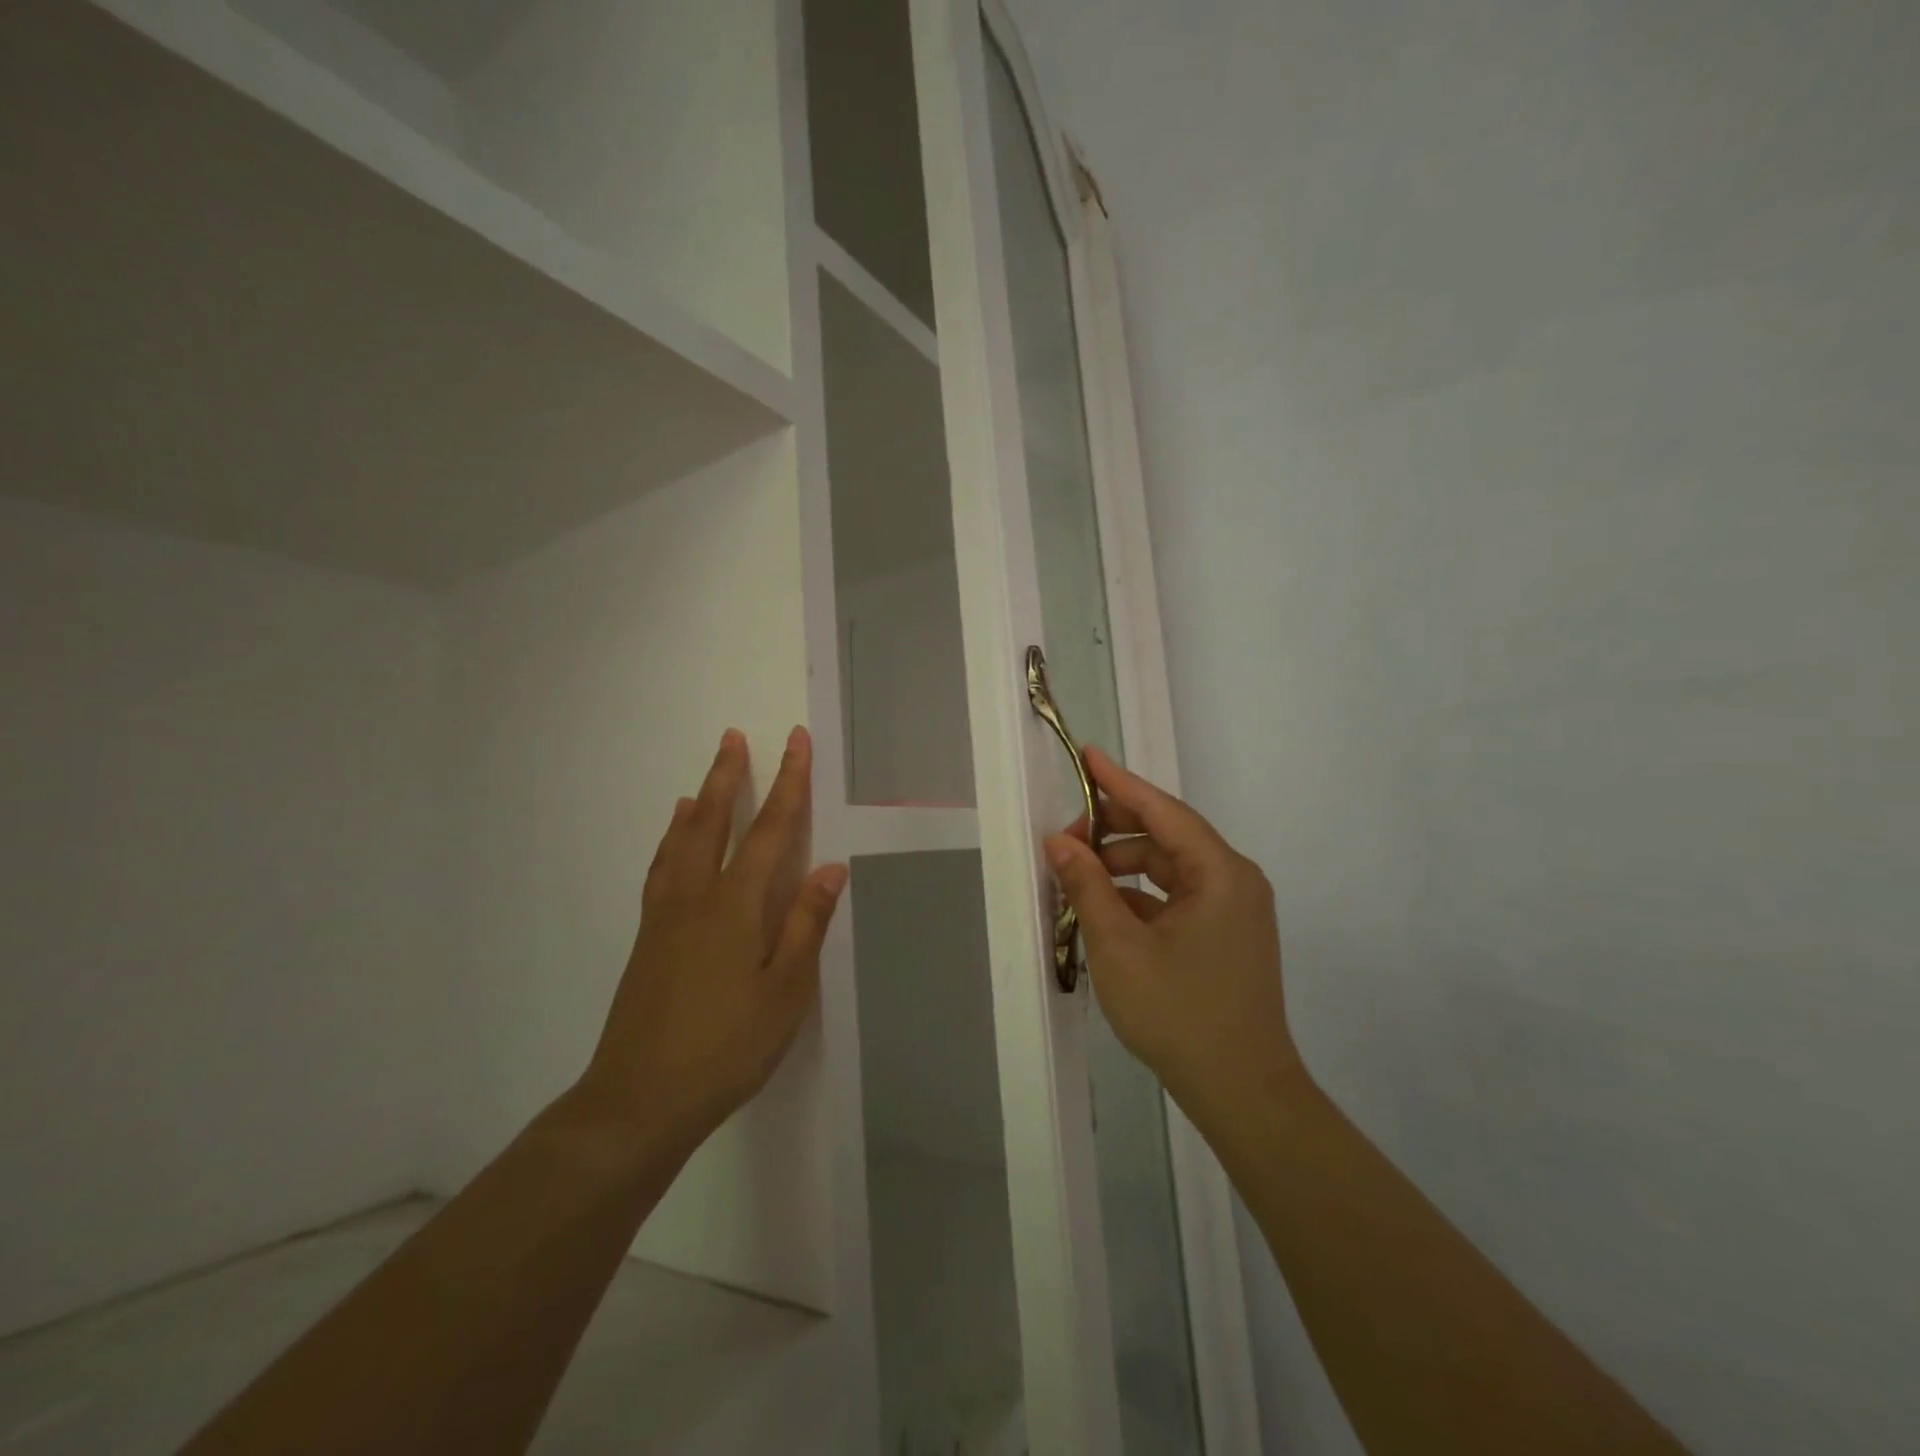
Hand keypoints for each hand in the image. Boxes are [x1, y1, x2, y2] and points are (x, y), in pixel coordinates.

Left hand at [581, 726, 847, 1148]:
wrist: (639, 1100)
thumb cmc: (726, 1047)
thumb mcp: (784, 991)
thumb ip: (806, 925)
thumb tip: (830, 867)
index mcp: (736, 906)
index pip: (769, 830)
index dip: (787, 783)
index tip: (794, 742)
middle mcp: (696, 898)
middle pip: (714, 822)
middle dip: (730, 777)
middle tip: (734, 737)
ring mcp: (666, 917)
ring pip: (681, 843)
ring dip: (698, 803)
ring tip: (703, 780)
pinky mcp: (648, 940)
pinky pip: (660, 871)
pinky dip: (669, 843)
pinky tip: (672, 847)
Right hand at [1045, 748, 1299, 1121]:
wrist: (1242, 1092)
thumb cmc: (1179, 1013)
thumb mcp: (1119, 946)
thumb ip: (1087, 886)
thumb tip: (1059, 843)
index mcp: (1221, 873)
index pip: (1163, 810)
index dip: (1119, 782)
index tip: (1087, 756)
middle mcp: (1234, 881)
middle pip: (1167, 836)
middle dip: (1114, 832)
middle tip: (1065, 841)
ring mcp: (1234, 910)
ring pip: (1170, 868)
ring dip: (1124, 868)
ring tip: (1078, 880)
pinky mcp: (1227, 935)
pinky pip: (1178, 898)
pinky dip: (1141, 896)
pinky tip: (1105, 910)